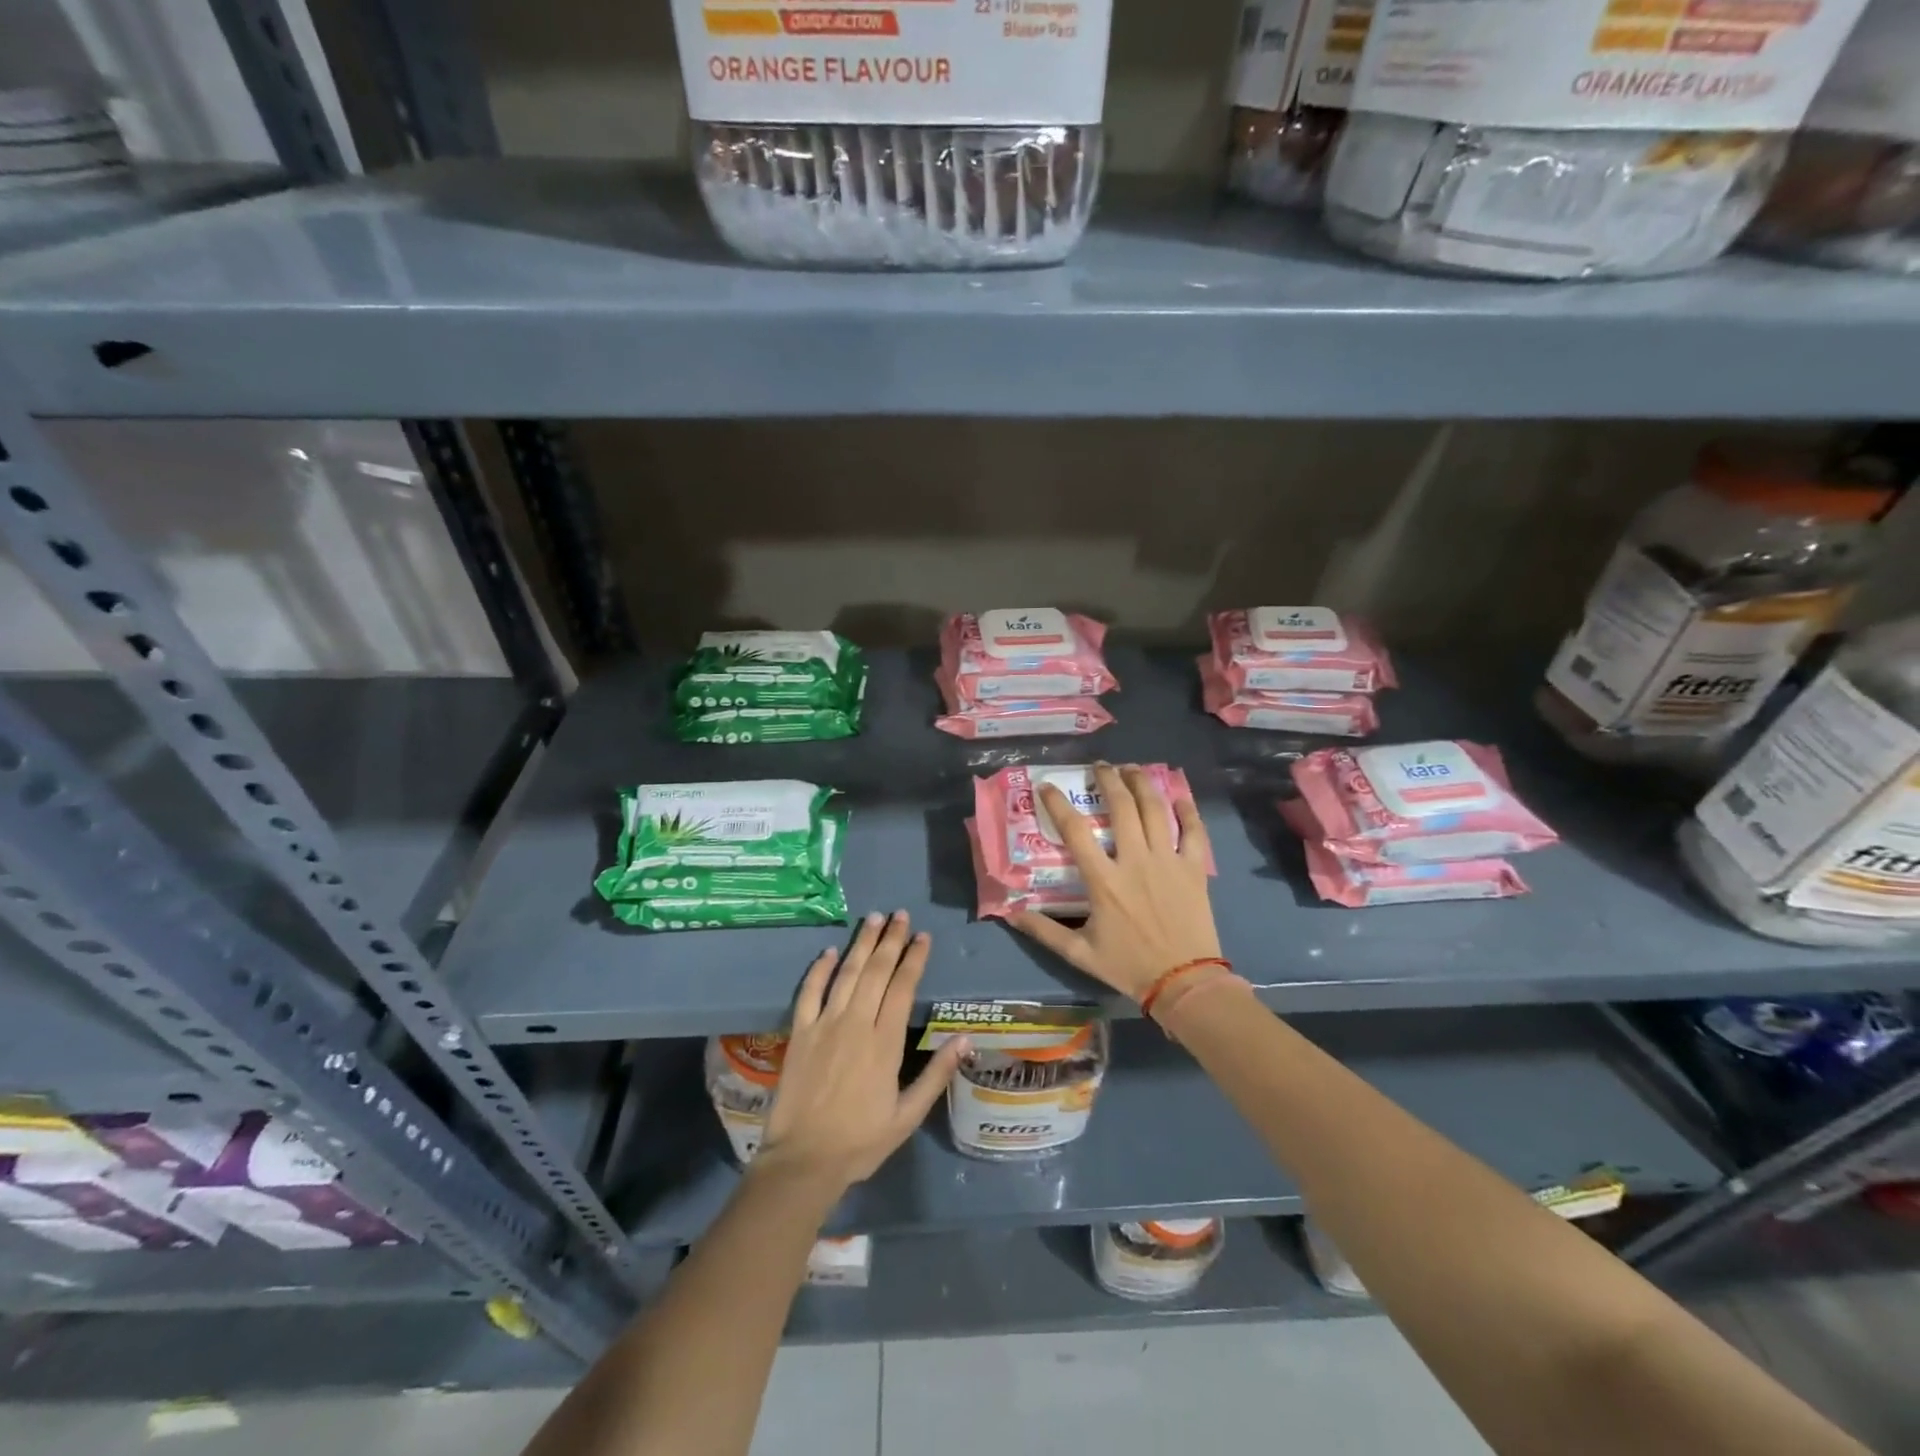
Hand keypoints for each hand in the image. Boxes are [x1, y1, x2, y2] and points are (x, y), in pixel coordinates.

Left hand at [756, 911, 968, 1192]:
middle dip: (890, 940)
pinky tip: (829, 951)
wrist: (804, 1161)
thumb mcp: (908, 1115)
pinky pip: (809, 993)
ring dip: (861, 944)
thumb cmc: (861, 1141)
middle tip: (900, 915)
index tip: (923, 937)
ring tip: (874, 919)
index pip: (902, 988)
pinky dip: (820, 969)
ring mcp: (825, 1025)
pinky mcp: (800, 1033)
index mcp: (885, 1043)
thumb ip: (936, 1075)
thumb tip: (965, 1040)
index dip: (914, 959)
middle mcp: (856, 1024)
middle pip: (875, 971)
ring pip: (846, 974)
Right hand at [1010, 763, 1220, 1001]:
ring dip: (1141, 783)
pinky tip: (1178, 792)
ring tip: (1131, 768)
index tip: (1047, 786)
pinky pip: (1193, 830)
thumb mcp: (1080, 953)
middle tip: (1099, 767)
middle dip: (1108, 779)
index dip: (1057, 804)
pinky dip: (1187, 807)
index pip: (1075, 830)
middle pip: (1121, 807)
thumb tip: (1010, 913)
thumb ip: (1044, 931)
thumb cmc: (1129, 966)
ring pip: (1155, 809)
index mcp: (1104, 880)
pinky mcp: (1194, 868)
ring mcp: (1168, 861)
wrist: (1184, 982)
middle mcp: (1135, 861)